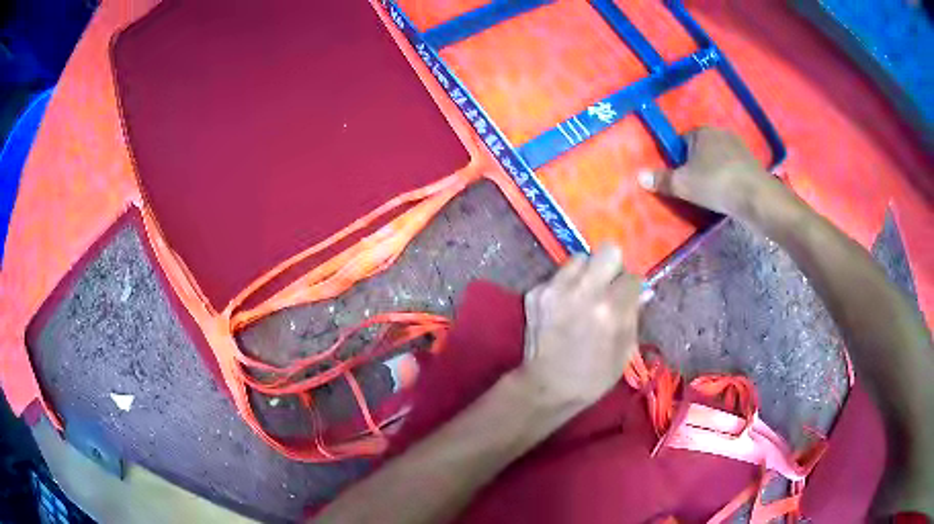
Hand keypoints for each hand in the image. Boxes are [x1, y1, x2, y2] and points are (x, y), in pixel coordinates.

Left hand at [518, 245, 640, 409]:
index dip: (632, 287)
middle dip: (613, 266)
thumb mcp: (625, 352)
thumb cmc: (593, 376)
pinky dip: (565, 287)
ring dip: (587, 272)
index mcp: (609, 309)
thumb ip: (633, 315)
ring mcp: (554, 289)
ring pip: (579, 258)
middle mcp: (582, 291)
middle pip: (608, 251)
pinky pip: (558, 277)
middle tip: (609, 285)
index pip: (631, 276)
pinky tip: (564, 308)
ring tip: (585, 294)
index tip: (629, 296)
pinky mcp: (535, 293)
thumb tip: (642, 291)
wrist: (546, 387)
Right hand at [637, 127, 790, 221]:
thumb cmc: (716, 184)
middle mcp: (720, 132)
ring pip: (718, 159)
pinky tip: (728, 194)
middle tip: (695, 188)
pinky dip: (728, 178)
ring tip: (712, 193)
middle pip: (701, 150)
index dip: (678, 159)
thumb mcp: (683, 184)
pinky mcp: (751, 163)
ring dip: (714, 172)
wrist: (755, 197)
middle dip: (697, 165)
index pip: (682, 141)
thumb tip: (639, 176)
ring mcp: (739, 147)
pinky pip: (733, 168)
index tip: (680, 178)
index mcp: (701, 131)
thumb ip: (662, 180)